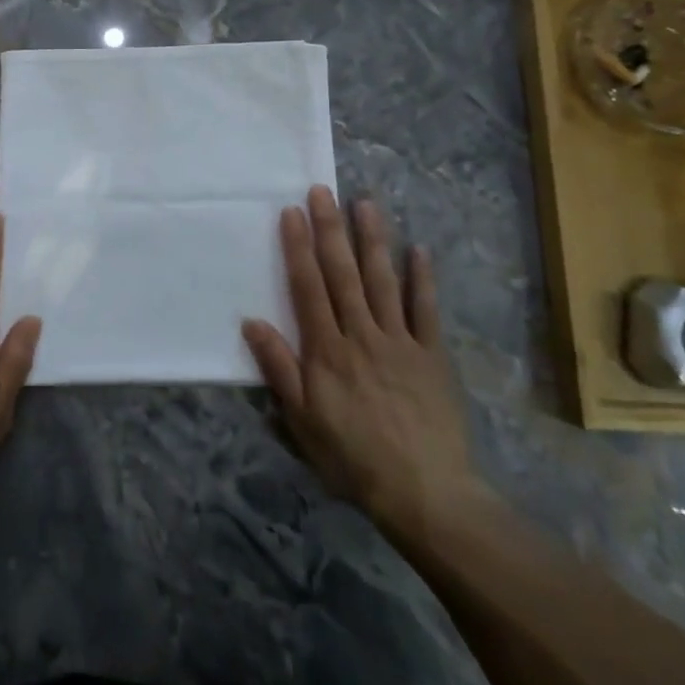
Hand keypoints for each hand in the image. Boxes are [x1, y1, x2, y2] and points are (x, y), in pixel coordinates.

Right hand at [243, 185, 492, 557]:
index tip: (292, 212)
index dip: (298, 248)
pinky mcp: (432, 355)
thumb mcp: (302, 421)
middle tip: (322, 191)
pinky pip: (427, 310)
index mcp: (327, 350)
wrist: (425, 493)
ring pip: (383, 281)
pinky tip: (419, 249)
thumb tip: (252, 322)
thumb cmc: (353, 458)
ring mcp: (400, 341)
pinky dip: (422, 279)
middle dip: (330, 230)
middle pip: (343, 274)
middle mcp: (361, 335)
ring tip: (365, 204)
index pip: (308, 288)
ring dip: (373, 241)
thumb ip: (279, 369)